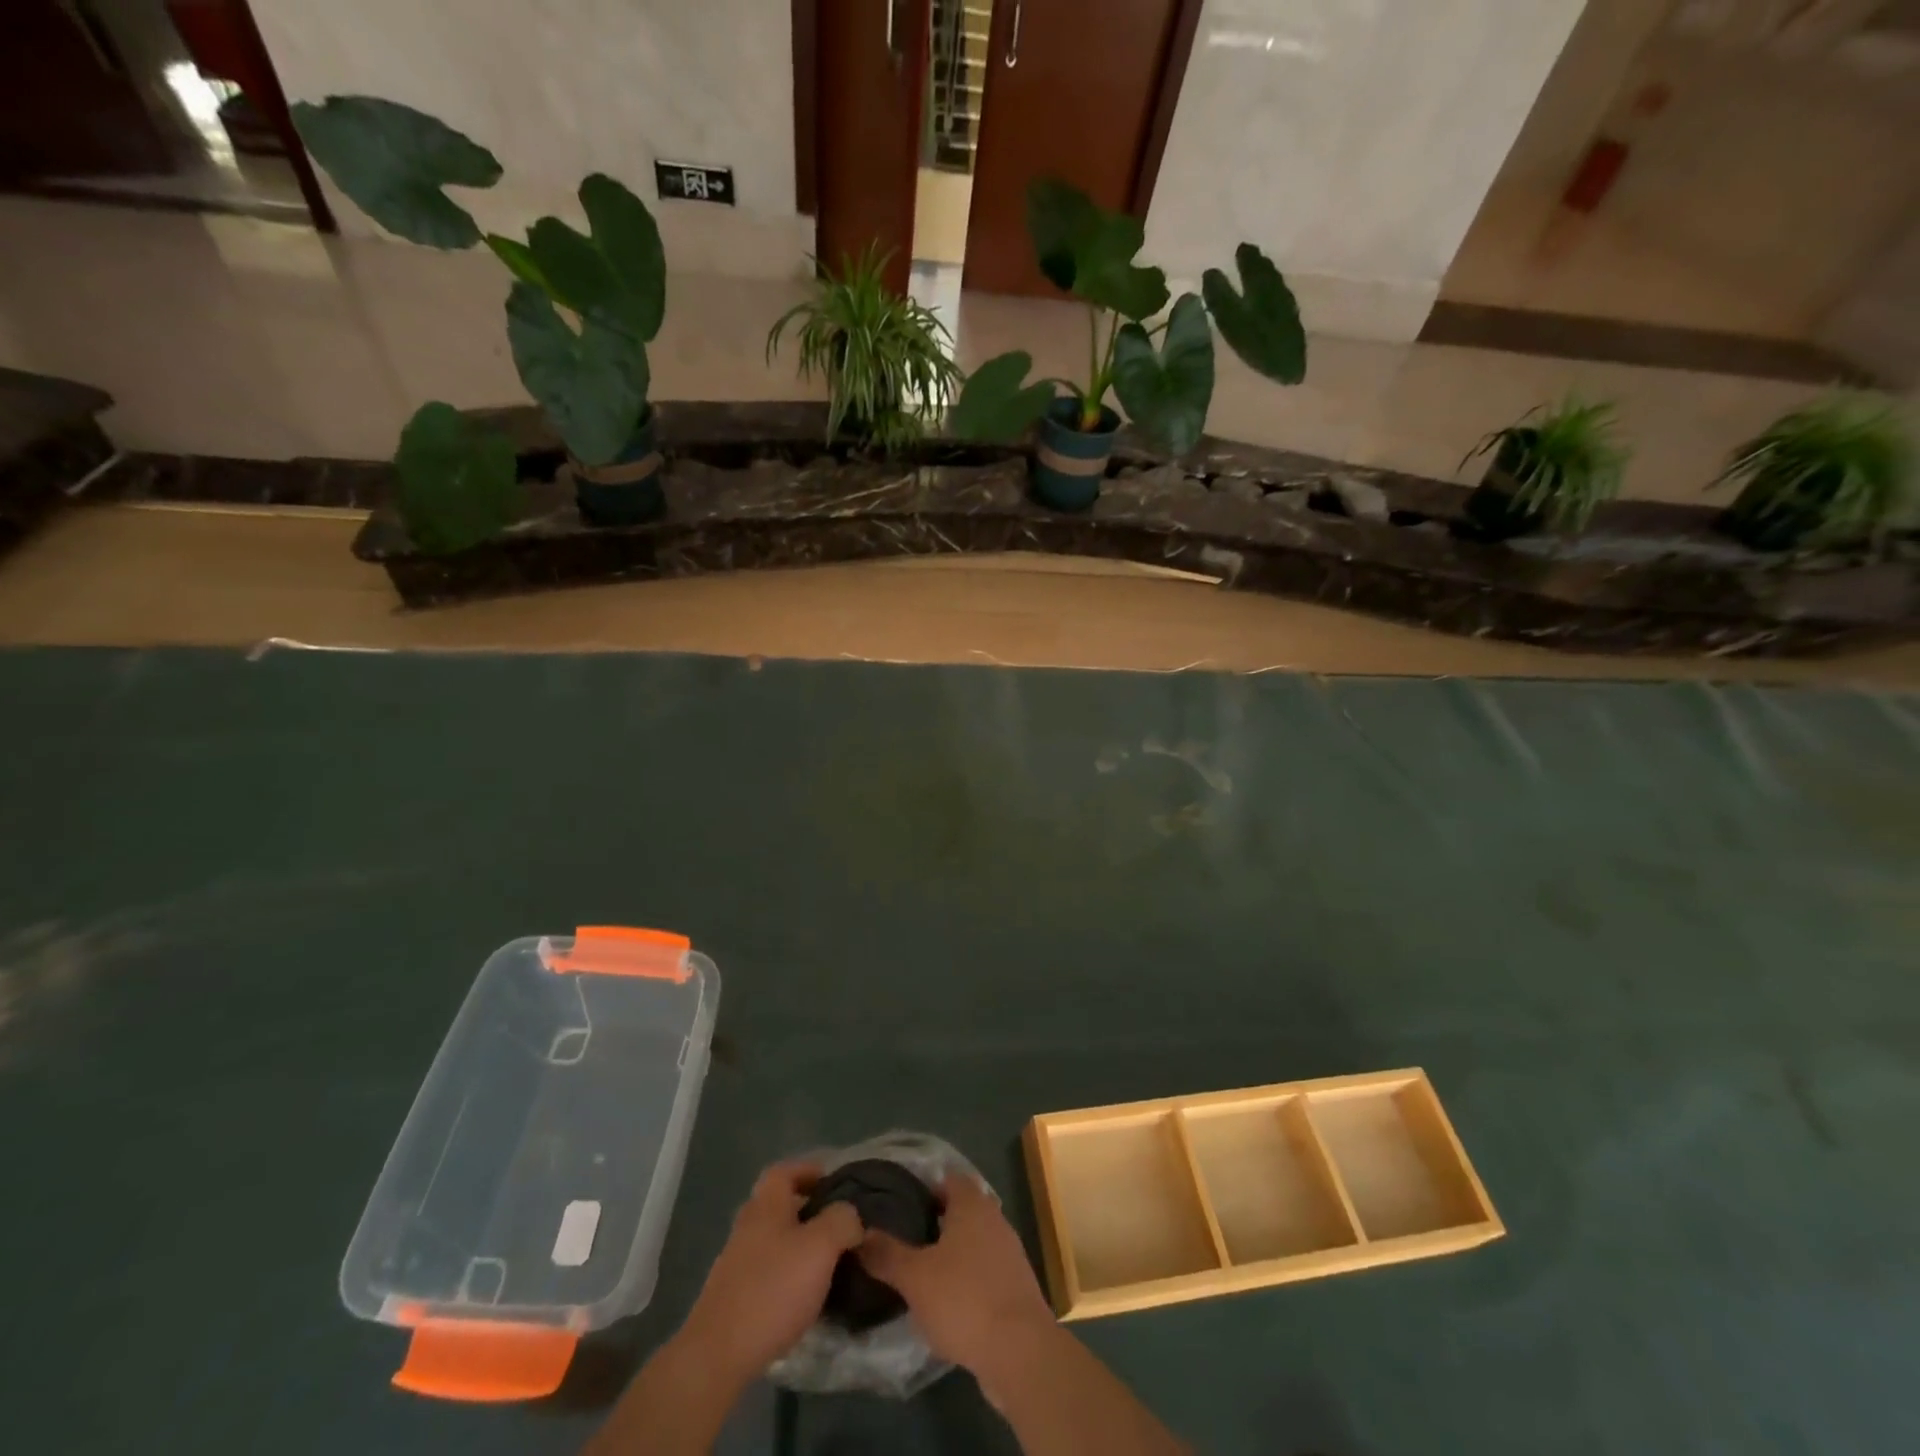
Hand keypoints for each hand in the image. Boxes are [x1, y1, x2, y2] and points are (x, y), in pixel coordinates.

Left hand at [676, 1159, 863, 1380]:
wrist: (717, 1355)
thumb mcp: (821, 1246)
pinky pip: (769, 1272)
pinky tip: (806, 1297)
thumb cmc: (773, 1288)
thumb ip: (842, 1220)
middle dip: (811, 1212)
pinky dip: (789, 1276)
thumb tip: (851, 1215)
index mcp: (766, 1204)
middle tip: (840, 1227)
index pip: (786, 1170)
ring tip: (831, 1264)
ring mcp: (737, 1262)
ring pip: (776, 1240)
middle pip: (781, 1205)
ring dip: (802, 1247)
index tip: (836, 1185)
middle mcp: (748, 1225)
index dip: (810, 1171)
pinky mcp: (734, 1296)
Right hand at [858, 1174, 1055, 1373]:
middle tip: (902, 1238)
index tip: (898, 1204)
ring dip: (950, 1251)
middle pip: (960, 1208)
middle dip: (933, 1221)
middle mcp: (994, 1218)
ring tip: (919, 1270)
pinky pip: (984, 1269)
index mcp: (972, 1204)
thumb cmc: (964, 1299)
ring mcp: (1009, 1252)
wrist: (1020, 1351)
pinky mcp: (1015, 1285)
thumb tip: (860, 1233)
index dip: (923, 1187)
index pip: (947, 1178)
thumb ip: (886, 1254)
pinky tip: (947, 1300)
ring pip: (973, 1240)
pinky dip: (966, 1277)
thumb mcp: (915, 1277)